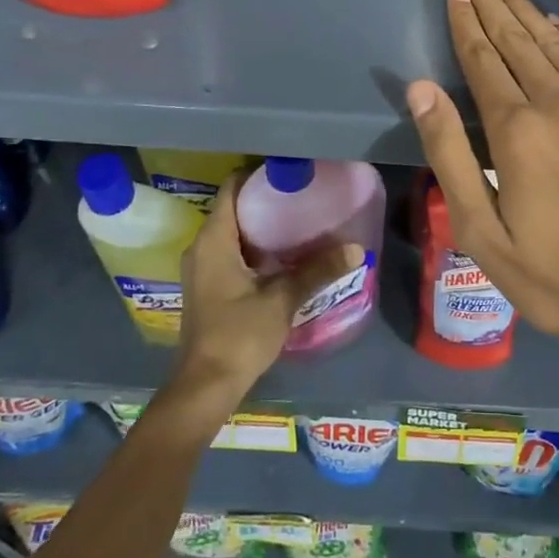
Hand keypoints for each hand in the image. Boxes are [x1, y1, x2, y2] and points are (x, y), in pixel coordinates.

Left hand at [168, 176, 358, 414]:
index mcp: (213, 240)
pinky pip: (232, 251)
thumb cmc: (239, 335)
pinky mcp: (209, 286)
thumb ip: (317, 270)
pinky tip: (284, 254)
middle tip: (303, 194)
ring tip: (300, 219)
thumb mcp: (282, 299)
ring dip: (262, 225)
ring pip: (233, 232)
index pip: (231, 188)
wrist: (206, 385)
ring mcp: (203, 268)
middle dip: (266, 200)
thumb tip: (356, 248)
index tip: (290, 172)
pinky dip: (255, 246)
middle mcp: (202, 247)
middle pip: (233, 208)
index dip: (258, 175)